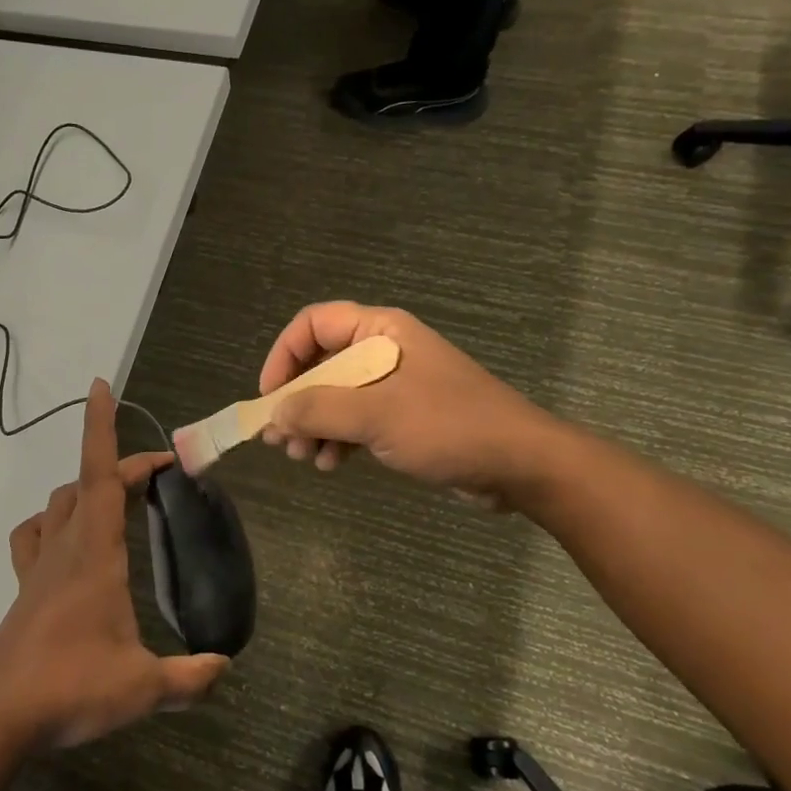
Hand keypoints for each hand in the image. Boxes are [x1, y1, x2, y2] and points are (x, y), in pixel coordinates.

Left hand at [0, 380, 229, 748]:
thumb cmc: (71, 687)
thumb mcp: (143, 687)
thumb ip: (189, 677)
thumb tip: (224, 667)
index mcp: (95, 554)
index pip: (100, 475)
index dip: (101, 428)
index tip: (101, 388)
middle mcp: (65, 548)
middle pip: (86, 483)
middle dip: (120, 466)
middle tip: (156, 475)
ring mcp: (39, 567)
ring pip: (57, 504)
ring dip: (85, 490)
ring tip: (114, 502)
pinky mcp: (25, 590)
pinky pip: (32, 537)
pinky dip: (50, 524)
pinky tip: (64, 542)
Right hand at [258, 302, 569, 507]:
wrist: (521, 465)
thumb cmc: (449, 426)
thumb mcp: (377, 415)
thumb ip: (318, 410)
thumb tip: (274, 415)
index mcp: (380, 332)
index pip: (313, 325)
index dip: (283, 356)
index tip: (270, 397)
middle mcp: (383, 351)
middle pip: (320, 364)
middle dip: (296, 401)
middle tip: (280, 439)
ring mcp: (394, 385)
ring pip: (334, 397)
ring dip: (313, 426)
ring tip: (303, 458)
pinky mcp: (403, 417)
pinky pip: (355, 420)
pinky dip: (337, 439)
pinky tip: (331, 464)